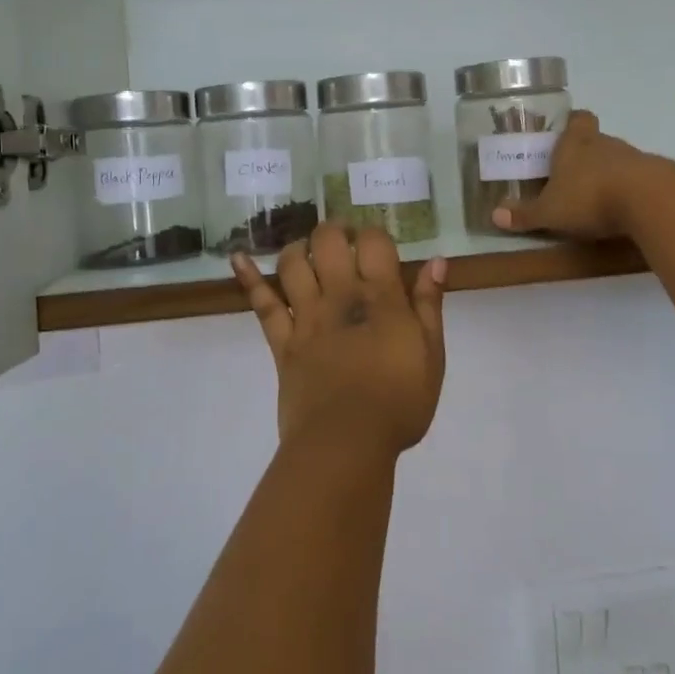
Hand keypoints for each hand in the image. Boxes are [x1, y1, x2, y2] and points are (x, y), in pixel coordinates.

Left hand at [231, 223, 446, 459]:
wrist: (347, 441)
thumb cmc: (399, 401)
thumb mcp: (431, 354)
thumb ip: (429, 304)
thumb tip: (436, 261)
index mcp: (380, 297)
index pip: (374, 242)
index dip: (374, 235)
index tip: (378, 246)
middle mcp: (340, 295)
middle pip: (329, 242)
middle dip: (335, 231)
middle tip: (344, 240)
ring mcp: (307, 316)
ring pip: (293, 264)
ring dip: (299, 248)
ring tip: (308, 252)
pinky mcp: (282, 341)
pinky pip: (262, 304)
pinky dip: (248, 278)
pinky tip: (238, 258)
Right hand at [492, 110, 652, 239]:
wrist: (649, 201)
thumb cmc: (589, 196)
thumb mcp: (549, 212)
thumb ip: (524, 214)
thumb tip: (494, 215)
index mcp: (575, 142)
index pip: (577, 119)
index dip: (571, 124)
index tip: (564, 134)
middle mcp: (604, 143)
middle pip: (595, 140)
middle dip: (584, 155)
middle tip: (570, 176)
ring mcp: (633, 158)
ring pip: (616, 160)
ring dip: (607, 175)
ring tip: (594, 199)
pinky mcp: (655, 178)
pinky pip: (636, 179)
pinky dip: (628, 191)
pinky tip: (621, 211)